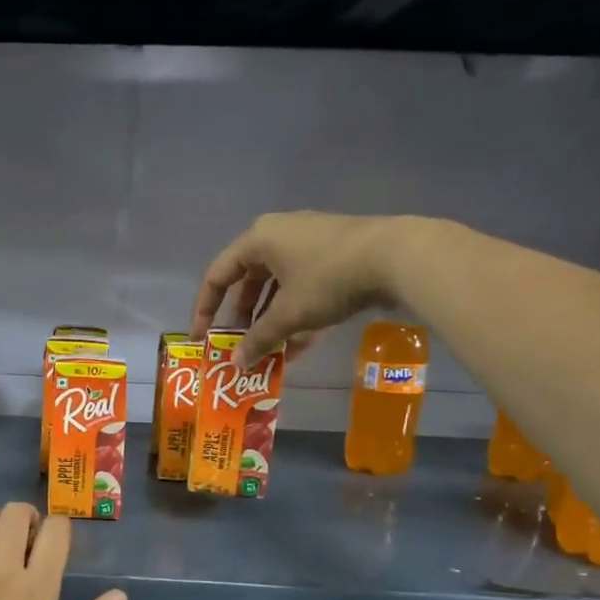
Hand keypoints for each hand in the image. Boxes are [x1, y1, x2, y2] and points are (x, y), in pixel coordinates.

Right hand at [192, 211, 436, 367]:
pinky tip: (297, 348)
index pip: (218, 275)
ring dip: (270, 321)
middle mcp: (280, 235)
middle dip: (242, 318)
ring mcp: (310, 244)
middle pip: (249, 281)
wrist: (397, 257)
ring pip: (279, 288)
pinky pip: (304, 288)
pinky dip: (297, 315)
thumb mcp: (288, 315)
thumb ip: (258, 339)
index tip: (202, 338)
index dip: (205, 309)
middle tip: (237, 346)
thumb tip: (236, 364)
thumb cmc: (328, 279)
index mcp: (259, 239)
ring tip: (267, 352)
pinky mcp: (336, 256)